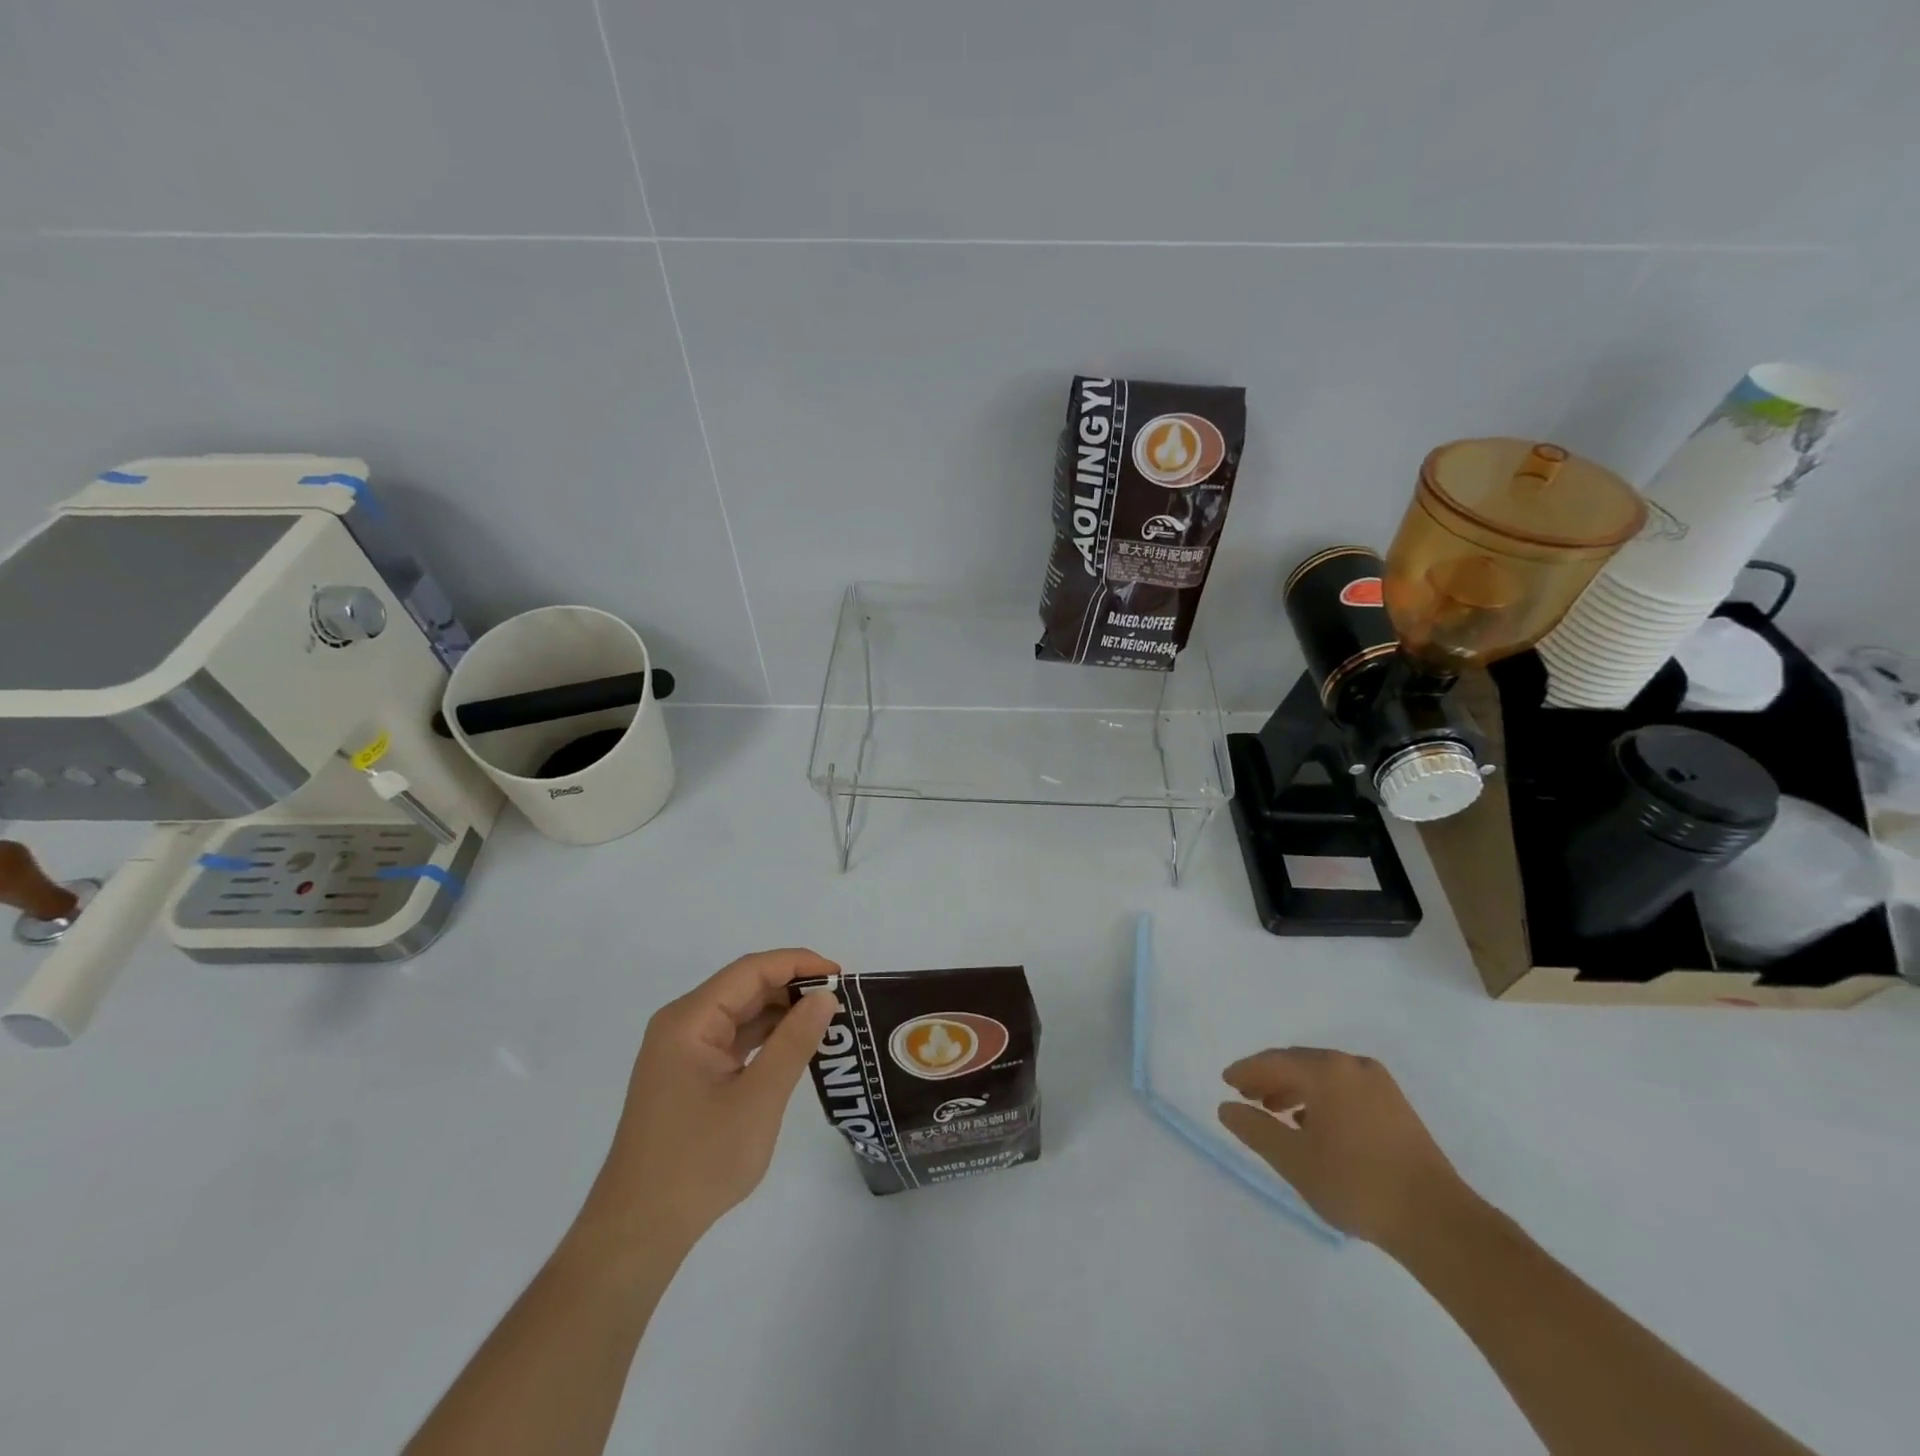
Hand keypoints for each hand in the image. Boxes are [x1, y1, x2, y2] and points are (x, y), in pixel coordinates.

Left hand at [580, 949, 840, 1259]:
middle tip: (841, 1000)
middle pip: (744, 987)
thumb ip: (794, 1042)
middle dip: (793, 987)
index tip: (841, 975)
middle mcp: (682, 1025)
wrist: (639, 1231)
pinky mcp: (688, 1075)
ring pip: (740, 1013)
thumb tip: (825, 996)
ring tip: (827, 1021)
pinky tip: (796, 1047)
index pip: (751, 971)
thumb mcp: (758, 1099)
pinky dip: (766, 1038)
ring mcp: (682, 1051)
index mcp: (689, 1020)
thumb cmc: (699, 1161)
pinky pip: (733, 1039)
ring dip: (782, 1013)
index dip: (798, 963)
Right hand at [1217, 1048, 1469, 1249]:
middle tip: (1247, 1096)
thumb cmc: (1356, 1184)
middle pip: (1299, 1063)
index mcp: (1326, 1071)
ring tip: (1276, 1113)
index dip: (1246, 1071)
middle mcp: (1352, 1066)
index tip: (1226, 1083)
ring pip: (1324, 1076)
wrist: (1437, 1221)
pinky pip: (1345, 1089)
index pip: (1273, 1061)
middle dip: (1270, 1078)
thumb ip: (1255, 1129)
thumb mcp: (1294, 1160)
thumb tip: (1226, 1107)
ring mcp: (1379, 1084)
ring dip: (1295, 1089)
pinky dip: (1322, 1099)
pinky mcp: (1397, 1106)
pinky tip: (1314, 1125)